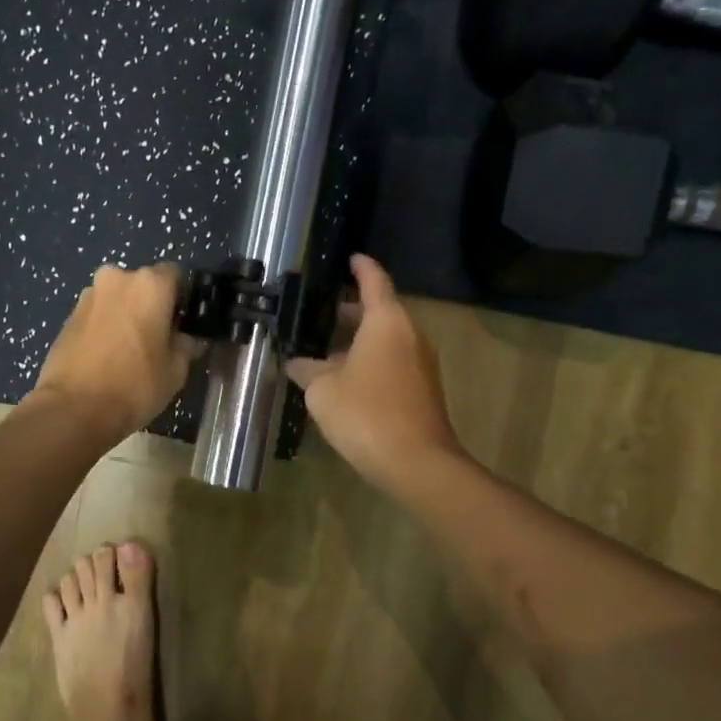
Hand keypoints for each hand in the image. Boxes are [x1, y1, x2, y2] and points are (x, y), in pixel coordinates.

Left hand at [31, 264, 202, 440]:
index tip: (184, 323)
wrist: (74, 409)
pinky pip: (97, 315)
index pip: (176, 275)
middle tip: (158, 339)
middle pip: (143, 285)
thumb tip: (189, 340)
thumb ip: (187, 346)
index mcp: (149, 284)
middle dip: (151, 305)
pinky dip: (105, 328)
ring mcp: (87, 296)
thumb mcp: (176, 370)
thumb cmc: (135, 385)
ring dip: (126, 315)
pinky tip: (107, 358)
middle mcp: (117, 278)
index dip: (183, 298)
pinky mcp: (67, 317)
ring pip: (117, 299)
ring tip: (130, 351)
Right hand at [286, 255, 464, 491]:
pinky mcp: (423, 389)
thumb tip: (297, 363)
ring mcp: (421, 363)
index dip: (360, 267)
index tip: (350, 258)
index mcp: (387, 322)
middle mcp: (410, 335)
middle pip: (380, 311)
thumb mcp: (322, 390)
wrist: (416, 462)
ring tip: (325, 350)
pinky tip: (346, 380)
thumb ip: (307, 370)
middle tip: (319, 313)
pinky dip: (371, 361)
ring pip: (387, 340)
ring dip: (359, 341)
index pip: (374, 281)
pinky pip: (393, 362)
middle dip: (351, 311)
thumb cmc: (365, 414)